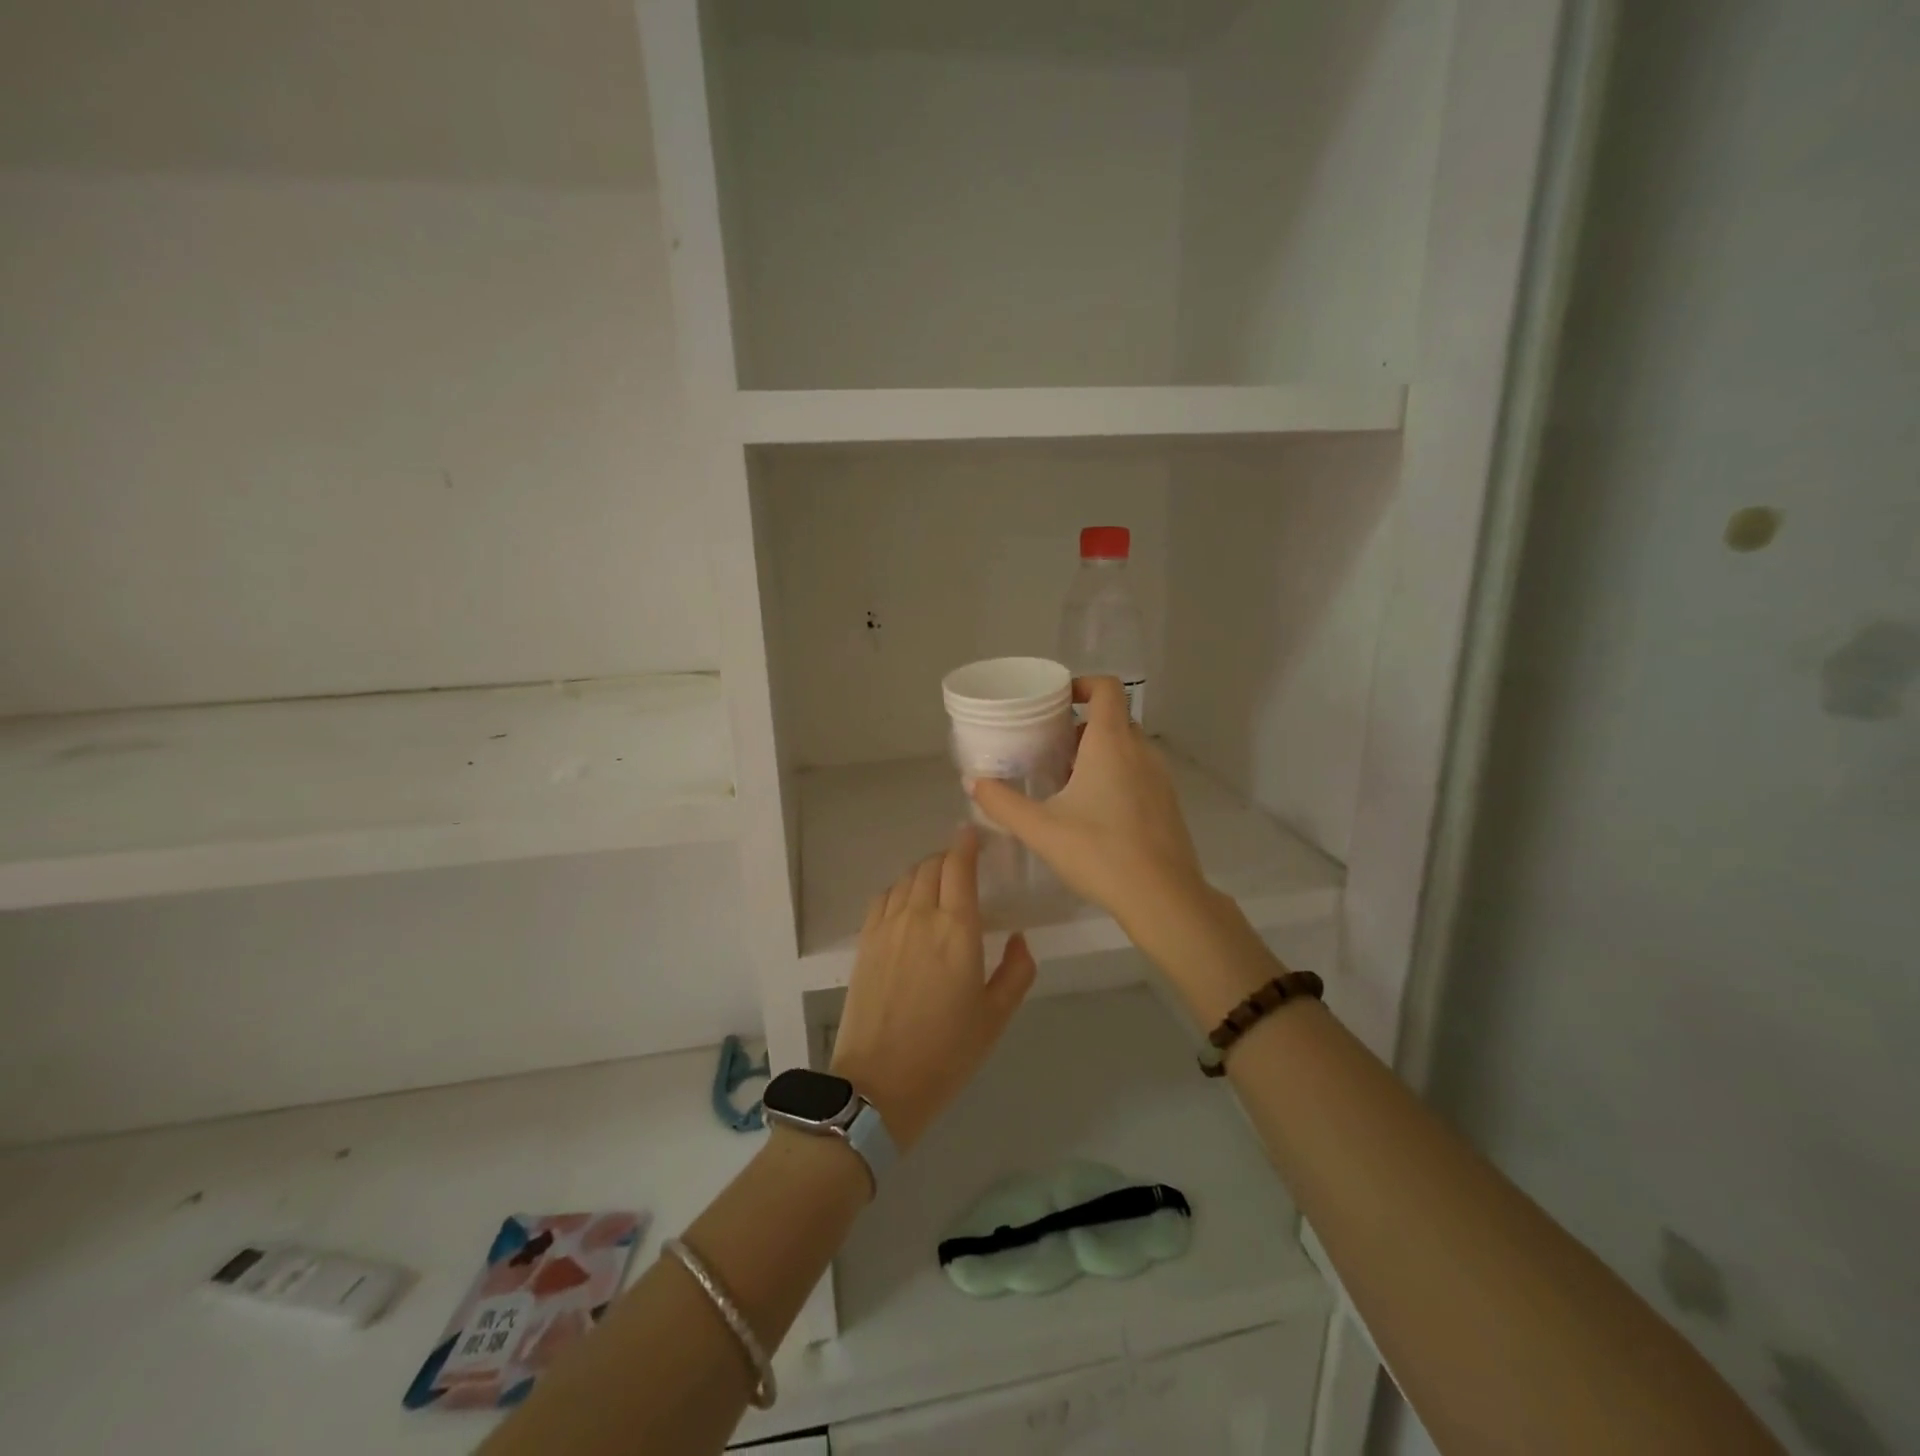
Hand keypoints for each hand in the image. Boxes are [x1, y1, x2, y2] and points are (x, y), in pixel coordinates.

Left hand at [830, 827, 1036, 1152]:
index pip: (959, 866)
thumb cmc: (947, 1052)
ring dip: (925, 871)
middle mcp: (920, 916)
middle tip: (963, 865)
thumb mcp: (996, 1017)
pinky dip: (900, 889)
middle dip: (949, 857)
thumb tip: (1018, 937)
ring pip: (906, 878)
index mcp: (957, 930)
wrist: (879, 1084)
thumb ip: (1017, 970)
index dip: (966, 843)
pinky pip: (883, 898)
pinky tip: (907, 903)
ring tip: (937, 882)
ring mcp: (887, 926)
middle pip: (931, 866)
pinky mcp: (865, 941)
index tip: (973, 832)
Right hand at [969, 676, 1272, 1023]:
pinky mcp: (1167, 803)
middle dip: (1081, 726)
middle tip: (1049, 748)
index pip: (1106, 688)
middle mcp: (1140, 751)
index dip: (1081, 684)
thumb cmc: (1099, 852)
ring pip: (1127, 747)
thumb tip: (973, 783)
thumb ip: (1002, 803)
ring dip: (1098, 752)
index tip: (1056, 702)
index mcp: (1111, 743)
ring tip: (1066, 781)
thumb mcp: (1041, 829)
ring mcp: (1160, 777)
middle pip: (1113, 718)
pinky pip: (1138, 771)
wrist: (1162, 897)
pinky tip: (1093, 811)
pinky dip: (1116, 775)